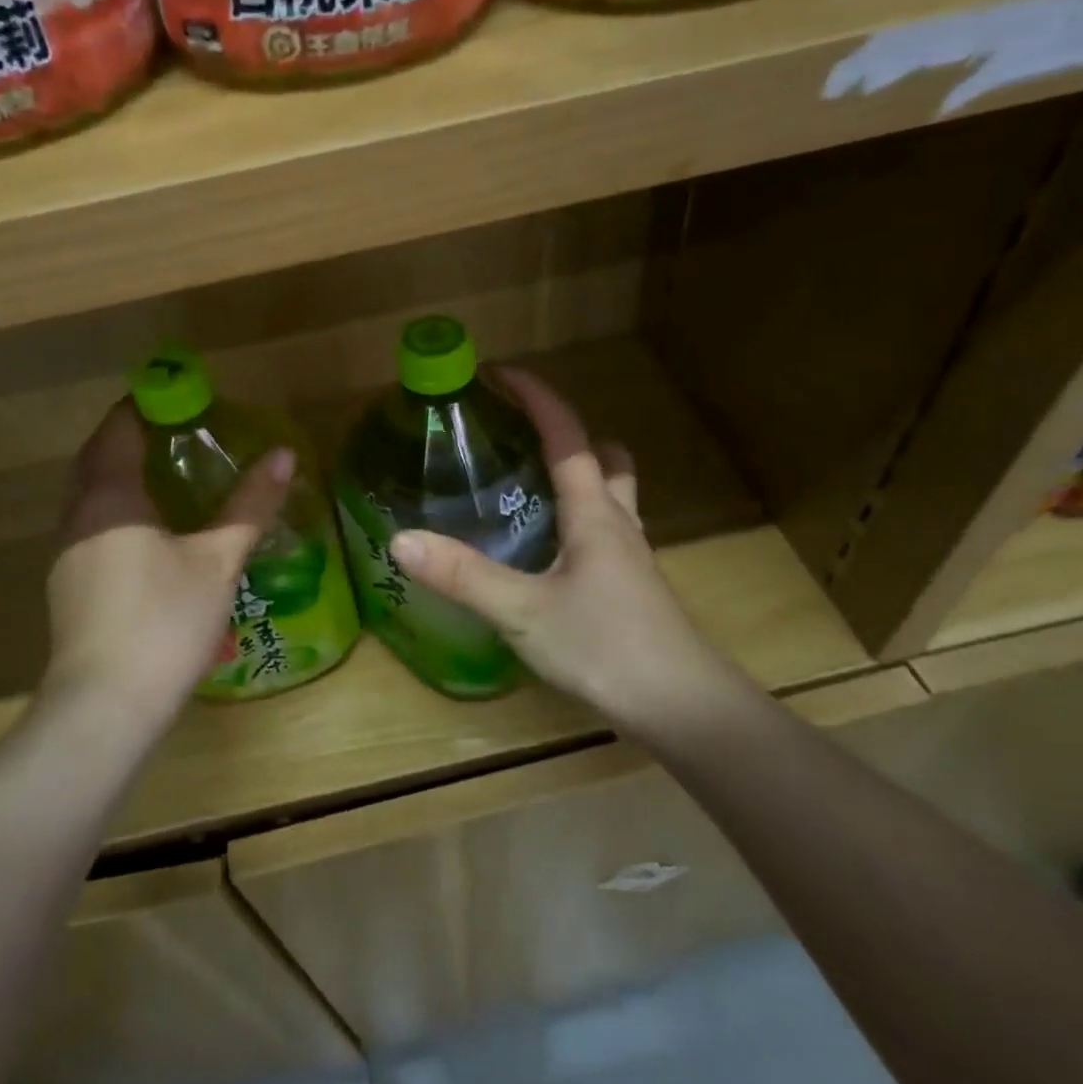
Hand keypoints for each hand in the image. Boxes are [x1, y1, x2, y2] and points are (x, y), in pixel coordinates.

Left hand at [44, 402, 292, 729]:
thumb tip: (282, 454)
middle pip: (98, 458)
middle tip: (179, 434)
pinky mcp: (68, 584)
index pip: (118, 428)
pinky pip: (92, 526)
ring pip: (91, 496)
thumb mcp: (217, 559)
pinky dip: (118, 511)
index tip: (182, 398)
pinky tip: (150, 533)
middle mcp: (78, 515)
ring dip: (122, 477)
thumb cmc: (165, 620)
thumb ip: (250, 505)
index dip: (146, 406)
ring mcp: (67, 552)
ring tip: (169, 478)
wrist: (106, 705)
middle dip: (132, 439)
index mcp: (109, 497)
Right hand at [387, 368, 745, 730]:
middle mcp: (618, 525)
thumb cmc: (605, 646)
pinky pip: (603, 535)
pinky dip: (576, 523)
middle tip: (519, 442)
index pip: (568, 438)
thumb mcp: (523, 610)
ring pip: (610, 498)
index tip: (501, 374)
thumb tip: (401, 540)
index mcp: (594, 513)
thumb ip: (463, 575)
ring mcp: (630, 559)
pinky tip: (545, 555)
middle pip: (604, 460)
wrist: (681, 709)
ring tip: (527, 493)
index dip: (538, 399)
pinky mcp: (631, 590)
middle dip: (566, 438)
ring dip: (577, 480)